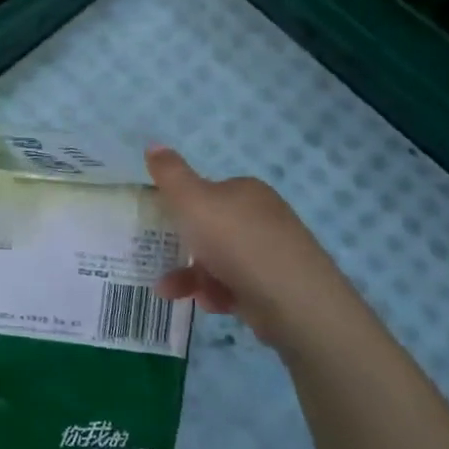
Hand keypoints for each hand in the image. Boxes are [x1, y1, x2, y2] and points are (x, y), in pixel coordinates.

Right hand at [146, 146, 371, 350]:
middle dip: (183, 246)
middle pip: (210, 228)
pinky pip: (236, 285)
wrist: (295, 302)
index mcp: (246, 191)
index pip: (207, 191)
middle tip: (159, 259)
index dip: (181, 206)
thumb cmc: (237, 242)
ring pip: (219, 260)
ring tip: (169, 291)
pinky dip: (217, 293)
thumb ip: (170, 174)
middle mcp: (262, 217)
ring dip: (191, 275)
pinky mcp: (276, 287)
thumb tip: (153, 145)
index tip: (160, 223)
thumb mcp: (192, 201)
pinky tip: (211, 303)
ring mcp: (272, 253)